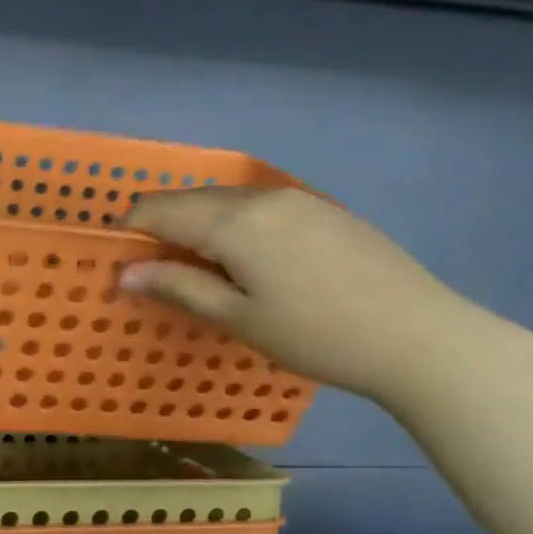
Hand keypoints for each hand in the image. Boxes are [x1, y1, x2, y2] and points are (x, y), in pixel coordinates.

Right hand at [119, 185, 499, 404]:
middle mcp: (262, 197)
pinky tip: (244, 260)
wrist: (418, 336)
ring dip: (198, 225)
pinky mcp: (323, 210)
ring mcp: (298, 199)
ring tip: (194, 268)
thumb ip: (179, 287)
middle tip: (150, 268)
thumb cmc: (315, 336)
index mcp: (234, 222)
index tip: (115, 256)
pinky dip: (233, 226)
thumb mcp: (238, 318)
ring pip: (227, 202)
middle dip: (162, 226)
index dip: (130, 228)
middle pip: (192, 200)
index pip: (161, 210)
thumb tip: (124, 272)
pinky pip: (259, 207)